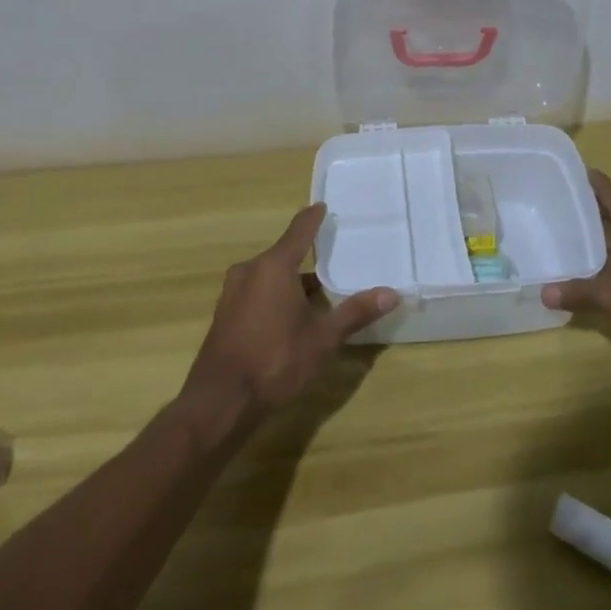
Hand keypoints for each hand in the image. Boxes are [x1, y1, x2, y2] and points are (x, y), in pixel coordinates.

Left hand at [180, 204, 397, 429]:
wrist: (219, 402)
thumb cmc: (274, 361)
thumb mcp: (322, 338)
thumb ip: (355, 313)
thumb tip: (392, 293)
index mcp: (274, 266)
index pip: (299, 230)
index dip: (313, 218)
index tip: (323, 207)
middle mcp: (250, 271)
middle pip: (284, 254)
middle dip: (307, 257)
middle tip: (333, 260)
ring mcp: (233, 293)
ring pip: (269, 276)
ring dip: (291, 281)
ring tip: (318, 294)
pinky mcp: (225, 315)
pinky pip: (256, 292)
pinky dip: (275, 296)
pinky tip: (290, 318)